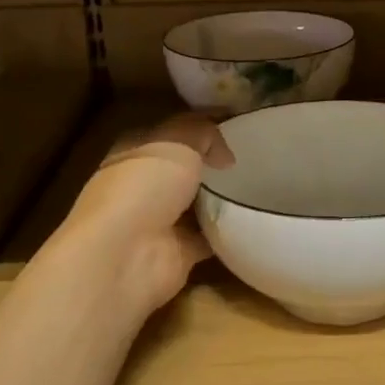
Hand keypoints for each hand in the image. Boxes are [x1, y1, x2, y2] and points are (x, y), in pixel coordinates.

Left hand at [59, 115, 232, 313]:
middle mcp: (143, 186)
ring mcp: (159, 222)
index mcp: (134, 152)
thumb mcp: (178, 141)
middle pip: (183, 170)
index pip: (169, 134)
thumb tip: (224, 156)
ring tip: (258, 187)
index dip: (199, 129)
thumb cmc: (144, 186)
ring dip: (221, 199)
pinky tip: (251, 220)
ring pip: (196, 204)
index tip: (235, 128)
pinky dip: (227, 233)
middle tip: (251, 159)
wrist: (126, 256)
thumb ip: (203, 134)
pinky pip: (208, 238)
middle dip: (212, 165)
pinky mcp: (177, 253)